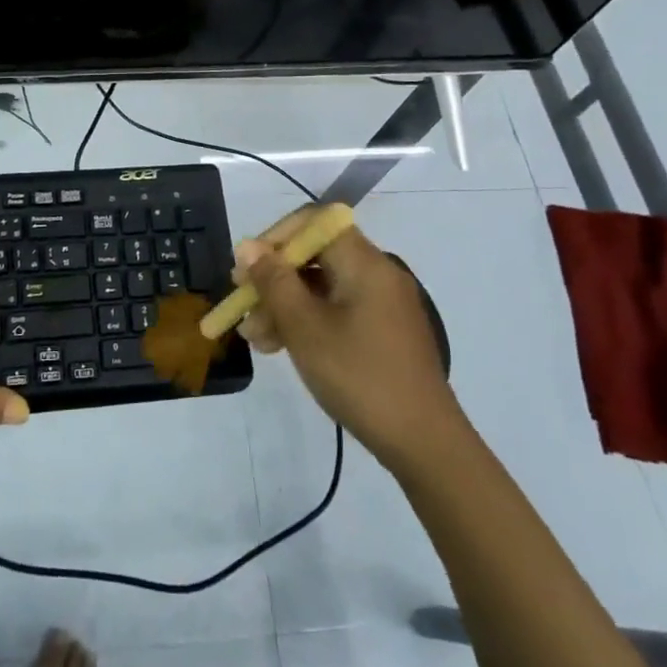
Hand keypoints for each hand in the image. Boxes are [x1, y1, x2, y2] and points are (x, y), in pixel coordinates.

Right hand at [235, 209, 457, 472]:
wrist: (424, 443)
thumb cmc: (359, 376)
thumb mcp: (305, 328)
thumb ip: (274, 282)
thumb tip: (248, 246)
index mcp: (364, 262)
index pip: (313, 222)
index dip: (275, 238)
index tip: (247, 269)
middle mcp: (376, 273)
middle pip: (315, 255)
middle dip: (273, 278)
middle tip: (243, 306)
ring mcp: (382, 304)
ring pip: (322, 287)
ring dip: (284, 304)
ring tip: (254, 338)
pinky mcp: (383, 332)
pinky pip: (337, 310)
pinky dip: (307, 321)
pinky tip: (280, 347)